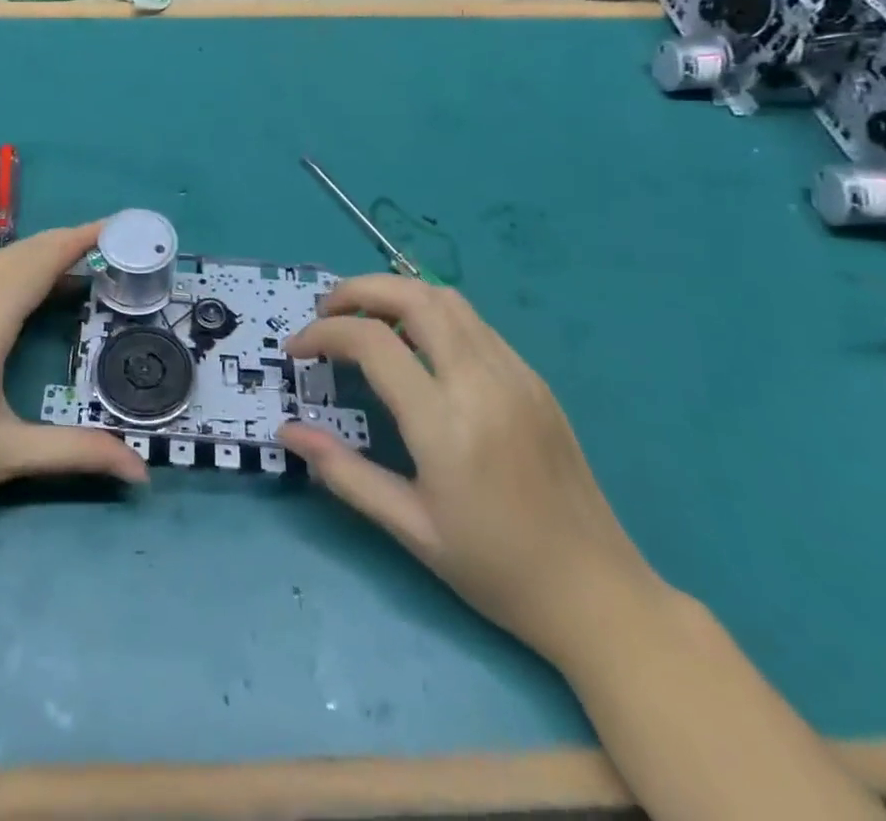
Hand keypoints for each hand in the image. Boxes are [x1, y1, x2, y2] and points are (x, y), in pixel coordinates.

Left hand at [0, 222, 148, 560]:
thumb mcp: (5, 457)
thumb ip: (78, 452)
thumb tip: (142, 471)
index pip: (39, 260)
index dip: (80, 237)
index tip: (118, 226)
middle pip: (18, 252)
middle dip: (63, 245)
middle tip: (107, 256)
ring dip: (29, 256)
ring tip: (64, 278)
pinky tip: (6, 294)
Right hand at [278, 276, 659, 661]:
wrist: (599, 594)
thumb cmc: (495, 569)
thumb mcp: (409, 528)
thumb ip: (343, 471)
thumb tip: (286, 430)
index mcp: (446, 424)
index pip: (371, 341)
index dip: (323, 333)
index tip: (296, 348)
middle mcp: (482, 382)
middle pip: (413, 296)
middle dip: (357, 290)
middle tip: (325, 312)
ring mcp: (515, 374)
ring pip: (447, 299)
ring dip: (396, 293)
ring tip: (364, 320)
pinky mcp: (534, 379)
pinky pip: (474, 322)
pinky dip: (431, 313)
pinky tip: (415, 345)